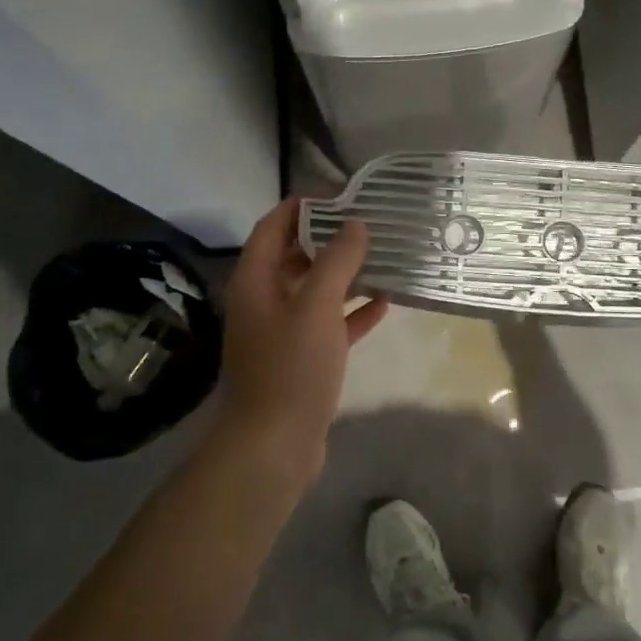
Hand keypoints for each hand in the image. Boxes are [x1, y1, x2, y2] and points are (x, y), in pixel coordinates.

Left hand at [213, 199, 388, 482]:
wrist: (275, 446)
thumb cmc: (291, 368)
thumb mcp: (316, 307)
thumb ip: (337, 261)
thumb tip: (356, 224)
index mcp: (255, 282)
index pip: (273, 227)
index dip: (302, 206)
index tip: (341, 194)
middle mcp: (264, 301)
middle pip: (295, 256)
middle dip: (329, 238)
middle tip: (369, 223)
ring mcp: (282, 332)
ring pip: (315, 291)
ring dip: (345, 274)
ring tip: (383, 256)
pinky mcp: (302, 359)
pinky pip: (329, 324)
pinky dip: (352, 312)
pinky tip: (385, 302)